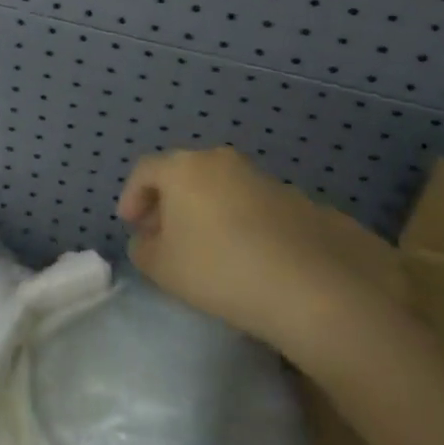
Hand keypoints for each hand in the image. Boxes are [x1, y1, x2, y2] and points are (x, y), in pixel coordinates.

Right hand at [118, 147, 393, 365]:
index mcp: (183, 167)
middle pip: (184, 175)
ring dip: (206, 212)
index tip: (131, 226)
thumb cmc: (220, 268)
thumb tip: (147, 240)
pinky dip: (240, 222)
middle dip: (169, 204)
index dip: (132, 197)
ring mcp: (260, 177)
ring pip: (220, 188)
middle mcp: (220, 161)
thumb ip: (144, 250)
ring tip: (208, 250)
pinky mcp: (295, 200)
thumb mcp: (163, 268)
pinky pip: (252, 205)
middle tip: (164, 236)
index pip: (145, 171)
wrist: (312, 283)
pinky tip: (247, 257)